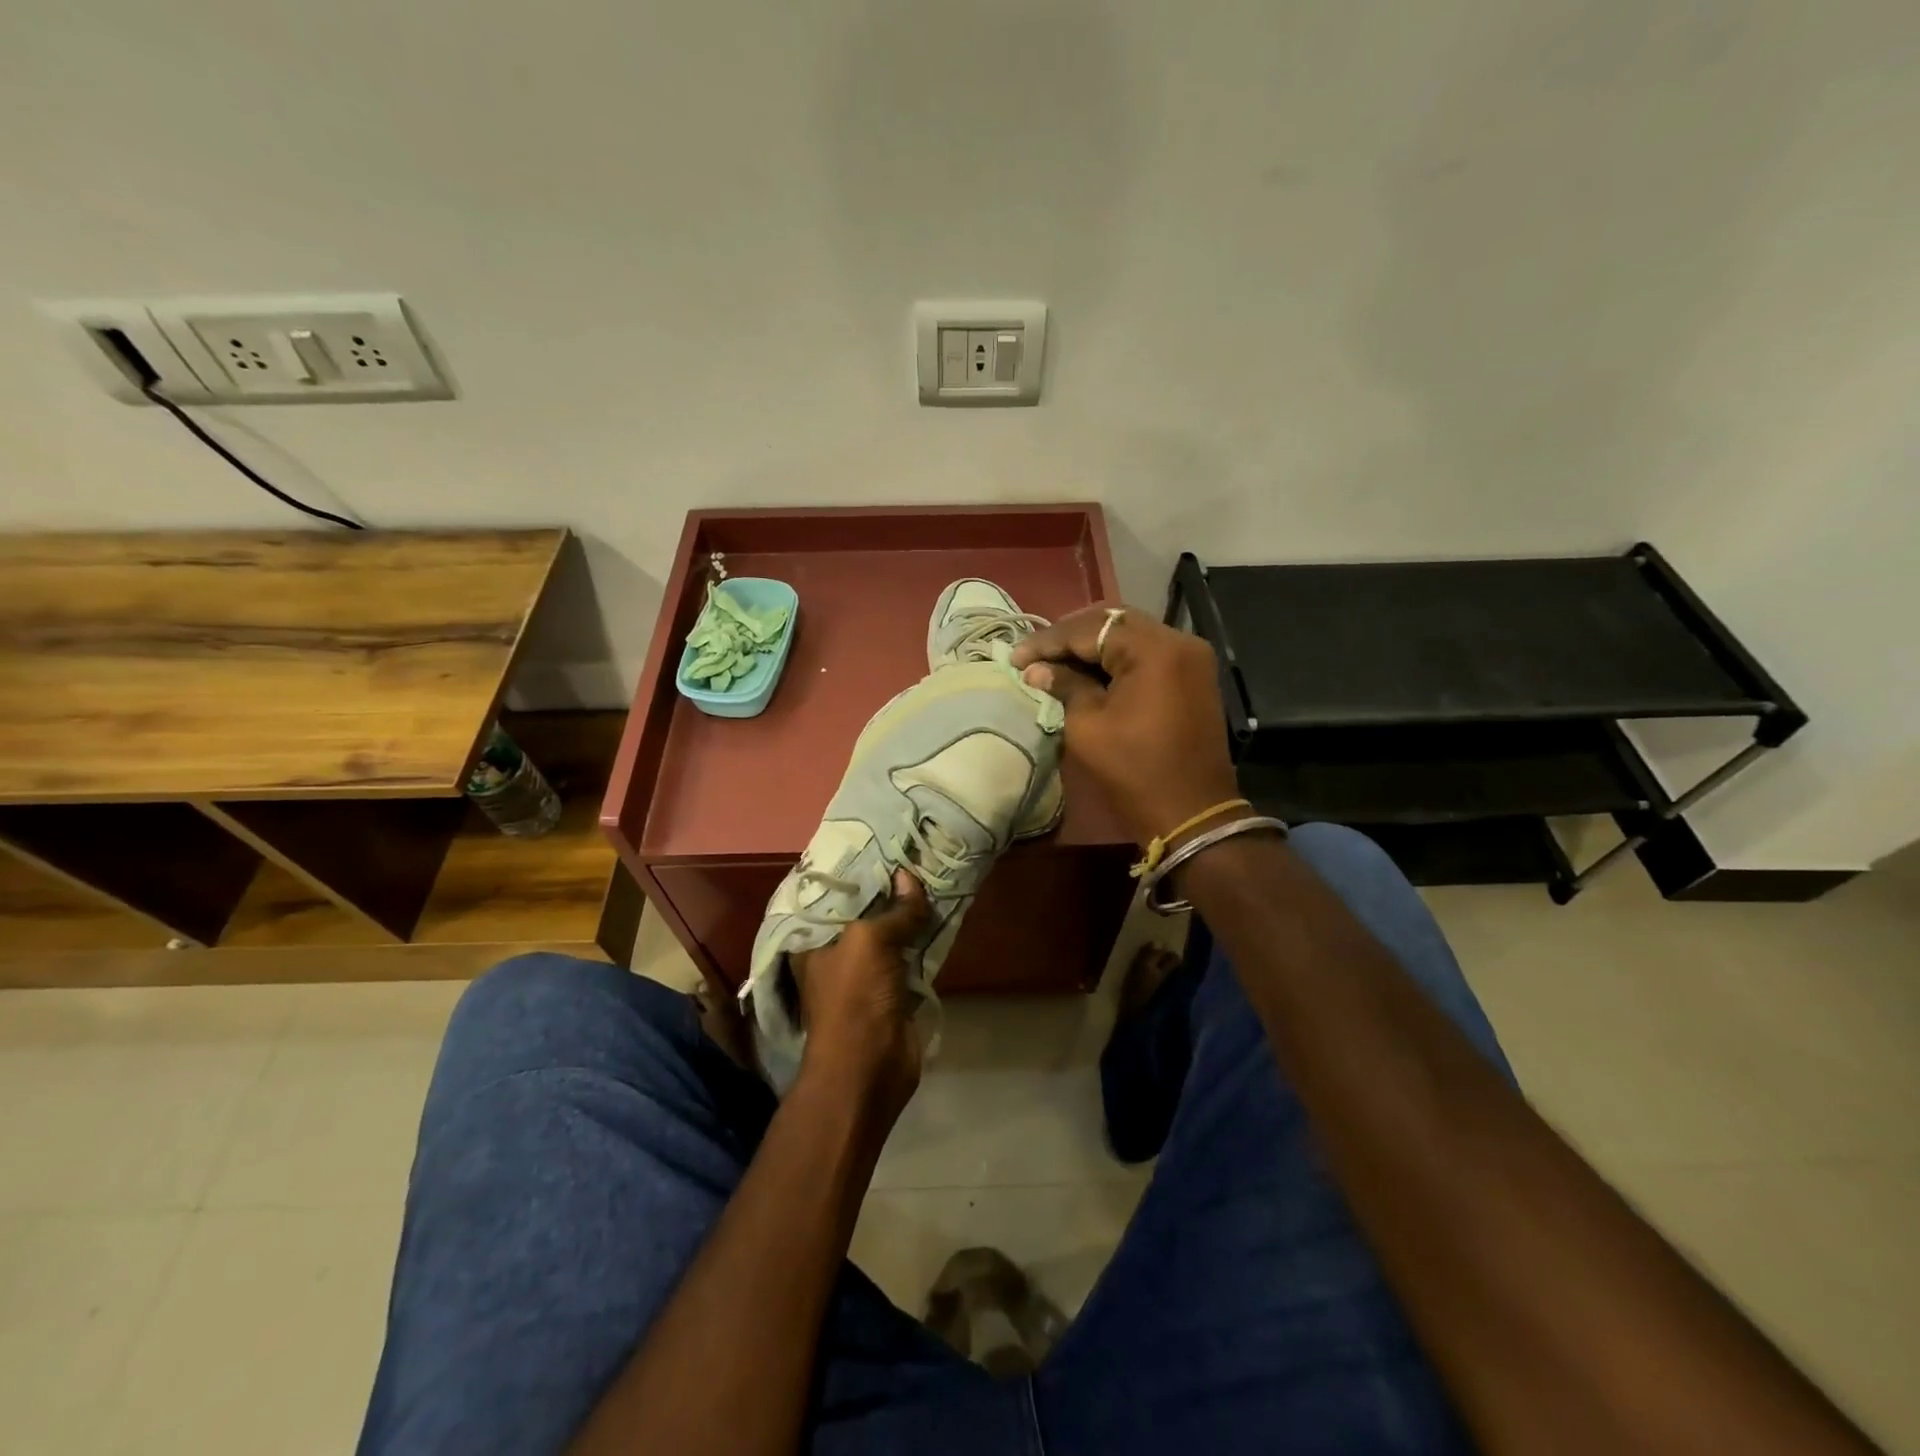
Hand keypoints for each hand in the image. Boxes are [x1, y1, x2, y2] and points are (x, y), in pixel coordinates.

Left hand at [791, 869, 930, 1123]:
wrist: (869, 1068)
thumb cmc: (854, 997)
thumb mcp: (869, 942)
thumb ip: (894, 910)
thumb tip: (909, 877)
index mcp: (814, 939)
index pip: (832, 895)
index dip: (854, 871)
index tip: (880, 844)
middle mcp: (836, 952)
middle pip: (865, 912)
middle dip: (888, 889)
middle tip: (914, 853)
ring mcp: (866, 972)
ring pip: (890, 932)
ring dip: (909, 912)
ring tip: (933, 873)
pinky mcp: (893, 990)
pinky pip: (909, 954)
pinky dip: (923, 937)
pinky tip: (941, 911)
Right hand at [1011, 604, 1241, 849]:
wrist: (1192, 813)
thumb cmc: (1135, 770)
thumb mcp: (1088, 726)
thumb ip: (1063, 686)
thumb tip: (1035, 669)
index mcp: (1153, 649)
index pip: (1090, 630)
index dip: (1048, 642)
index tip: (1015, 657)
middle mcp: (1177, 640)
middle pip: (1113, 622)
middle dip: (1070, 636)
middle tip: (1034, 654)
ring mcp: (1190, 656)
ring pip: (1130, 634)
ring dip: (1092, 645)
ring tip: (1054, 660)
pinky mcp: (1192, 675)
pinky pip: (1147, 652)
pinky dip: (1116, 657)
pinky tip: (1087, 670)